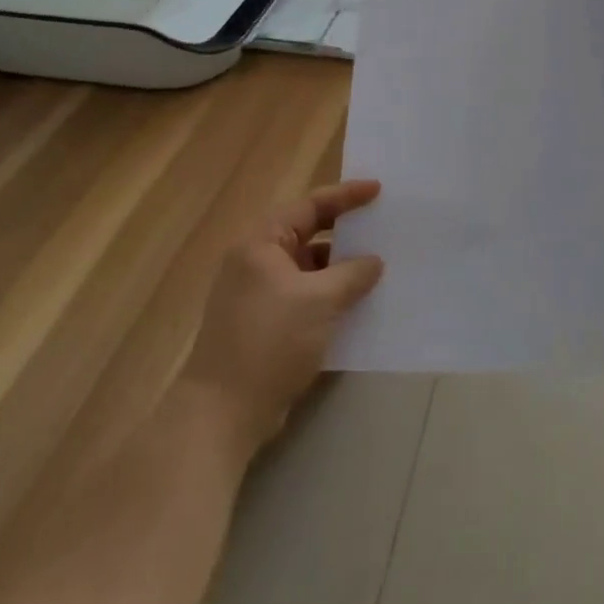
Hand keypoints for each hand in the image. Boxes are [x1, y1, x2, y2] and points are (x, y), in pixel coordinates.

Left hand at [182, 180, 384, 453]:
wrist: (223, 413)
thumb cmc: (270, 341)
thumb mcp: (320, 301)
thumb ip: (352, 274)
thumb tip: (373, 261)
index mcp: (262, 244)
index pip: (309, 206)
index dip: (346, 196)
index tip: (378, 190)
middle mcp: (256, 262)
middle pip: (307, 233)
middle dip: (344, 231)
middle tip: (380, 225)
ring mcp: (258, 294)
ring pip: (307, 268)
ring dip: (339, 267)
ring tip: (377, 267)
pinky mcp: (264, 324)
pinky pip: (304, 295)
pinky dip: (329, 295)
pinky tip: (356, 304)